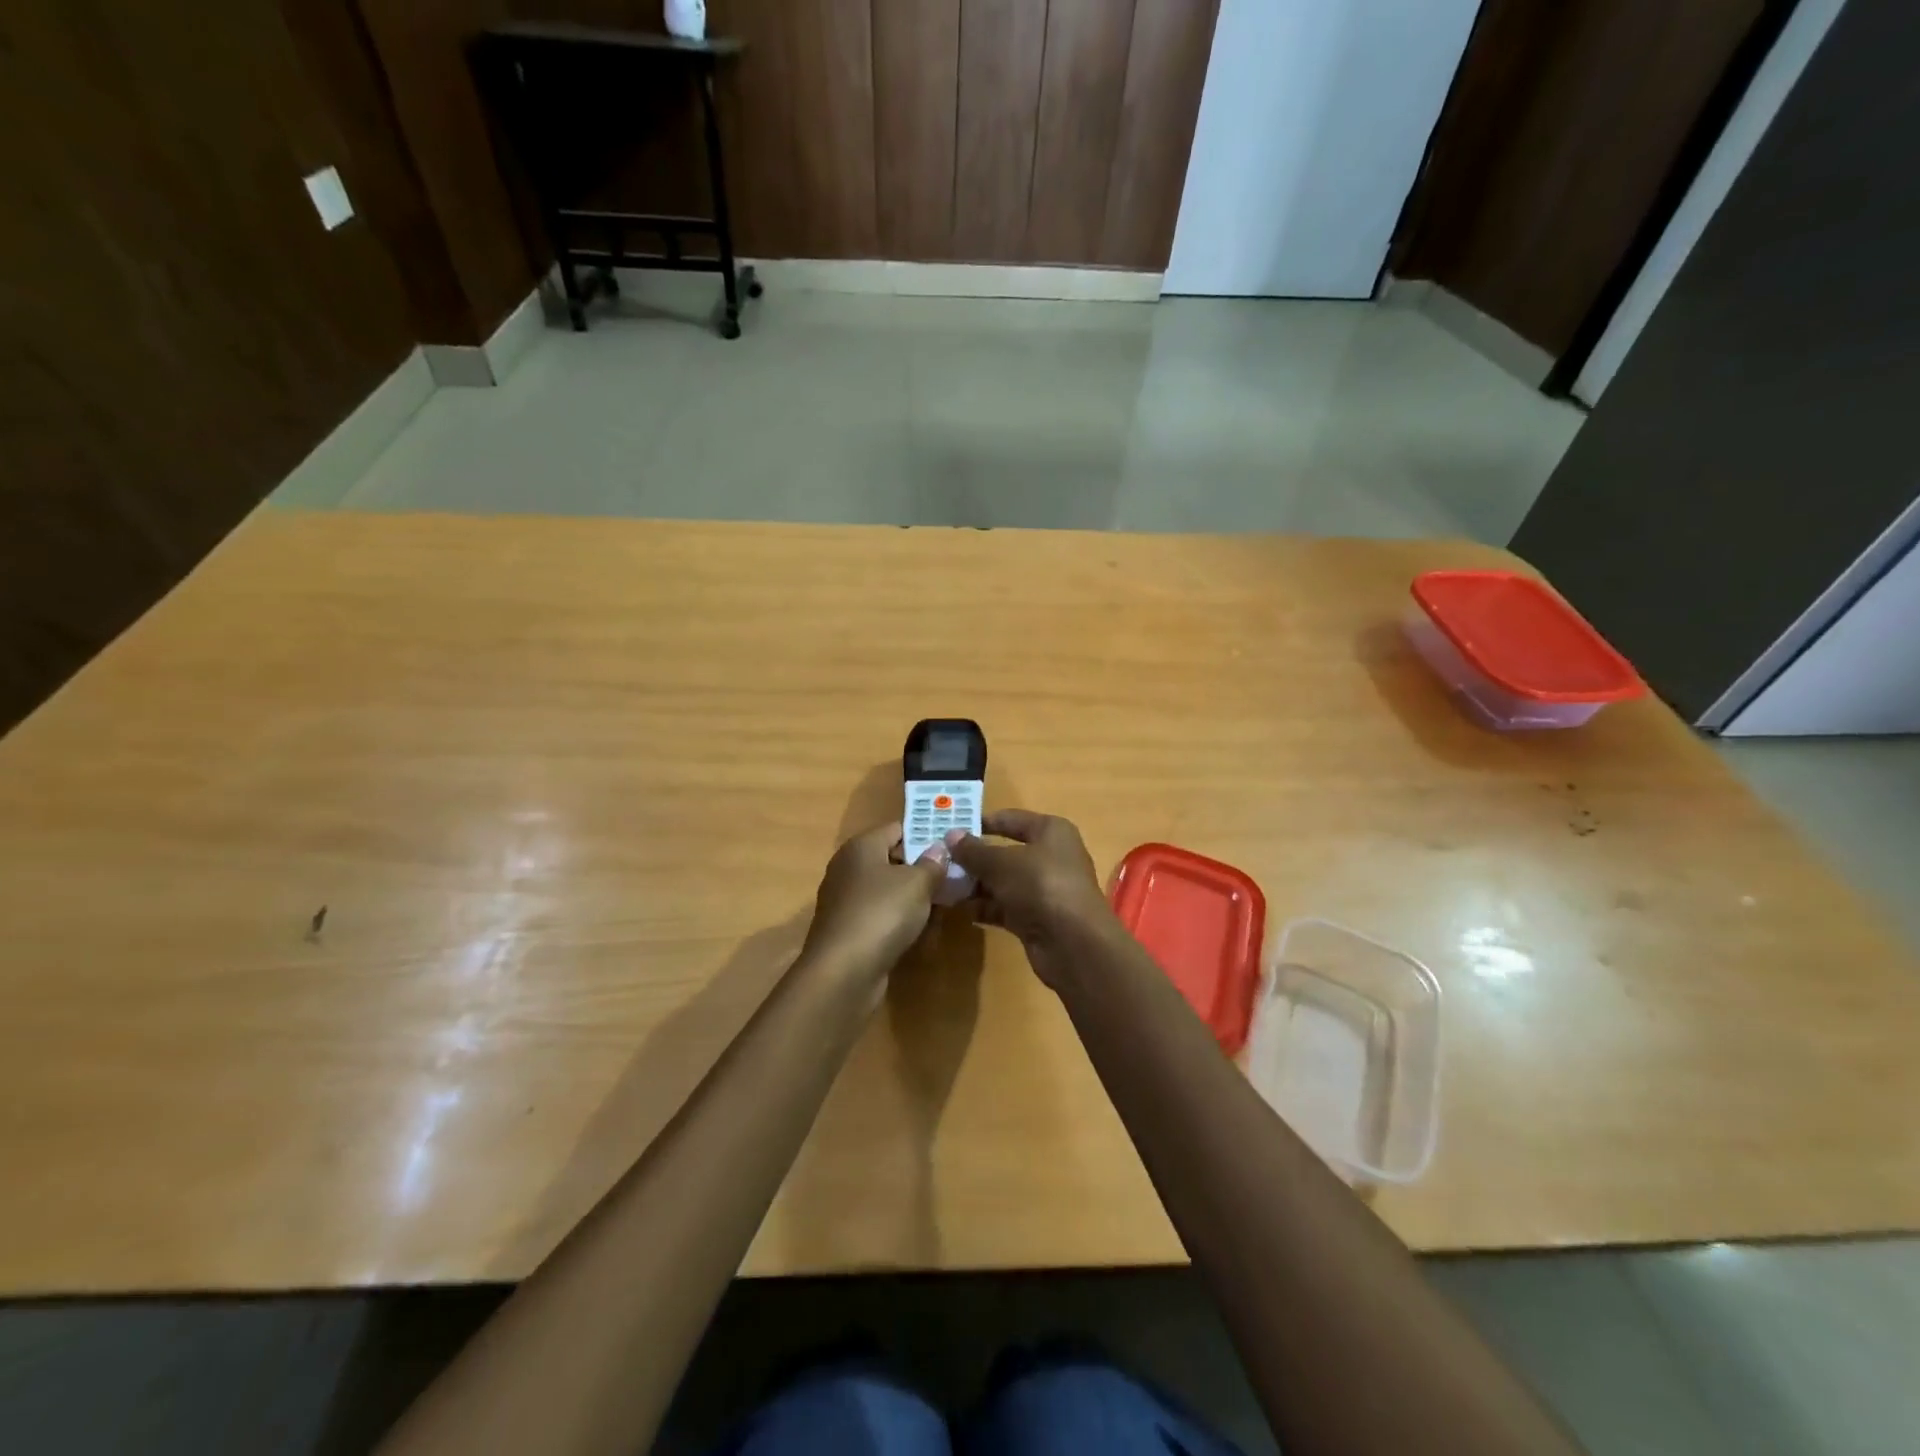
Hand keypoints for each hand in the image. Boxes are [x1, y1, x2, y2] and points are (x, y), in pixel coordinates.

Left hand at [801, 821, 949, 978]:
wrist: (842, 972)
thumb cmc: (882, 913)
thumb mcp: (918, 883)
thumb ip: (932, 863)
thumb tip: (939, 848)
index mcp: (861, 846)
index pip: (897, 828)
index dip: (925, 834)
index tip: (952, 846)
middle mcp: (848, 867)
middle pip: (892, 860)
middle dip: (923, 869)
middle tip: (954, 878)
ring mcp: (846, 900)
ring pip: (888, 891)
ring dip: (914, 899)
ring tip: (944, 908)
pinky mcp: (848, 929)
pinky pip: (881, 916)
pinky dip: (900, 921)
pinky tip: (922, 933)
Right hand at [948, 810, 1115, 987]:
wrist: (1073, 943)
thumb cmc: (1040, 886)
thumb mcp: (1001, 863)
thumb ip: (974, 851)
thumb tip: (951, 836)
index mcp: (1051, 831)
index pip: (1011, 819)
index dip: (982, 822)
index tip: (951, 828)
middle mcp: (1051, 856)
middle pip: (1006, 852)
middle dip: (975, 858)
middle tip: (941, 861)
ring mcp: (1045, 889)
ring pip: (1004, 881)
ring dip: (977, 885)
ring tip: (945, 886)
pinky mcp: (1038, 917)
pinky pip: (1007, 906)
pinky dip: (987, 907)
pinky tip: (962, 910)